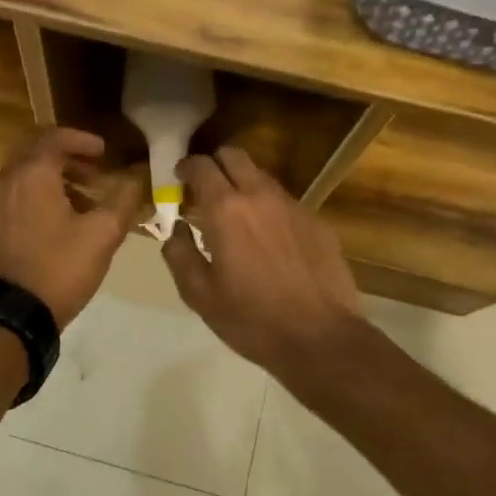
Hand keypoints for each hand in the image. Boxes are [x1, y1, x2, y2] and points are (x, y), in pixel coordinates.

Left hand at [0, 128, 139, 327]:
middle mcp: (8, 180)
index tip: (105, 152)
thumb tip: (136, 179)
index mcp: (32, 174)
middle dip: (67, 155)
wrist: (14, 313)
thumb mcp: (102, 235)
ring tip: (85, 196)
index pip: (55, 137)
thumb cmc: (60, 267)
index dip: (83, 139)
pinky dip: (40, 192)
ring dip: (55, 175)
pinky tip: (63, 217)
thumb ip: (123, 200)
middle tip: (95, 169)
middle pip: (36, 150)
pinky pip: (17, 192)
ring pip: (26, 173)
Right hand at [161, 146, 366, 374]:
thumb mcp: (199, 295)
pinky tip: (270, 242)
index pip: (201, 166)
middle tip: (205, 190)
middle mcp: (260, 196)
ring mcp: (294, 207)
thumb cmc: (251, 319)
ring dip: (243, 186)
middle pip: (234, 156)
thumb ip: (179, 254)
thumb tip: (174, 231)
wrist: (320, 339)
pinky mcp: (317, 222)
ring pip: (262, 177)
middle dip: (215, 164)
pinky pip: (285, 203)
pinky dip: (269, 210)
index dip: (186, 167)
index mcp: (226, 210)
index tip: (179, 179)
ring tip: (237, 218)